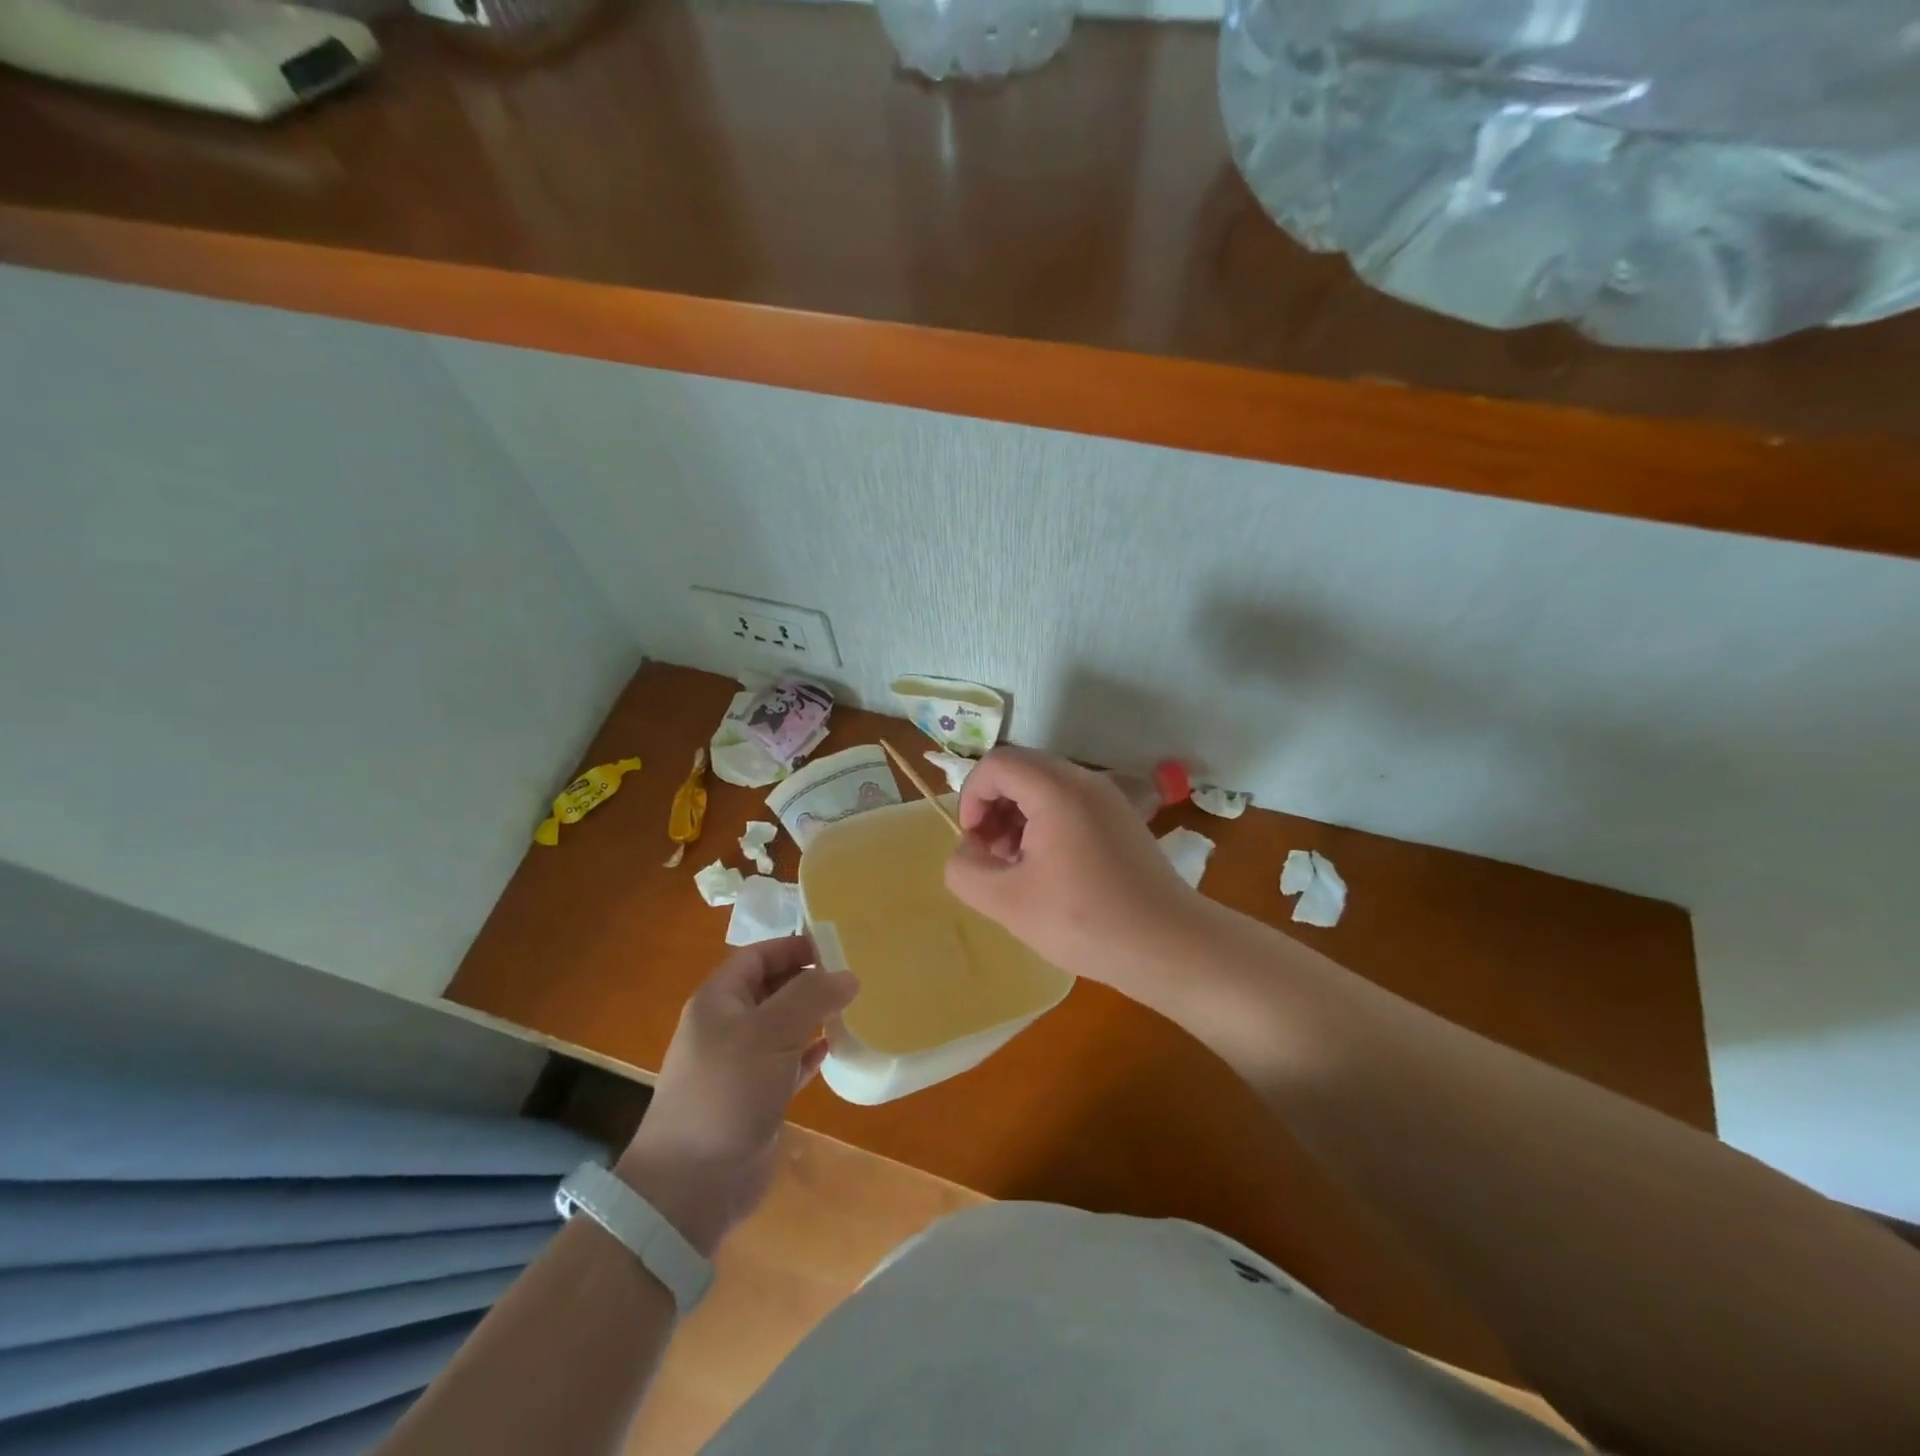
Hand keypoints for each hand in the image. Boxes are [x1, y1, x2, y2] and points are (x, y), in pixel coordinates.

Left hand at [617, 937, 857, 1255]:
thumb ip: (810, 997)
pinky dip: (811, 1053)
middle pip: (772, 988)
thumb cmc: (727, 1092)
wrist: (691, 1184)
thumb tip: (848, 974)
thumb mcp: (769, 1033)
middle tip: (854, 975)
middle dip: (808, 979)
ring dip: (814, 1016)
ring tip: (853, 1006)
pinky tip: (836, 1048)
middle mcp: (728, 1026)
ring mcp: (741, 1064)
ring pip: (783, 1026)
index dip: (793, 946)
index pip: (758, 956)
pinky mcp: (756, 1097)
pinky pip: (789, 1062)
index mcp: (719, 1001)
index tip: (836, 946)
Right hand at [943, 746, 1202, 987]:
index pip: (995, 764)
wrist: (1170, 945)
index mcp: (1057, 789)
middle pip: (1020, 771)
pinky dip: (1045, 825)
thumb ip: (965, 870)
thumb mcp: (1007, 903)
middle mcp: (1085, 780)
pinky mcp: (1121, 818)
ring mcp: (1108, 797)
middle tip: (992, 858)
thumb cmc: (1085, 921)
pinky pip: (1069, 804)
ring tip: (1017, 868)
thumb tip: (967, 851)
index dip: (971, 798)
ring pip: (1044, 787)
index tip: (973, 843)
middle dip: (993, 809)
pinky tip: (1049, 871)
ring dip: (1017, 818)